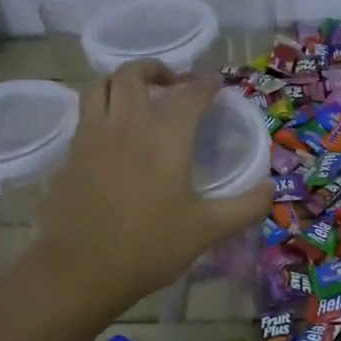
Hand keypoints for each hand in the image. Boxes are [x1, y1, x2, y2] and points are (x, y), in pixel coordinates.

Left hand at [31, 61, 272, 313]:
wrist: (81, 269)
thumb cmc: (150, 246)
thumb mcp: (207, 230)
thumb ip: (245, 207)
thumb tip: (270, 188)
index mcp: (165, 136)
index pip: (190, 94)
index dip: (206, 85)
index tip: (217, 85)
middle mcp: (127, 123)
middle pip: (134, 75)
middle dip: (156, 70)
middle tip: (172, 84)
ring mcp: (93, 135)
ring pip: (100, 86)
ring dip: (121, 82)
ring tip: (137, 97)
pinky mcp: (70, 153)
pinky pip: (84, 113)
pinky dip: (101, 107)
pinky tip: (113, 132)